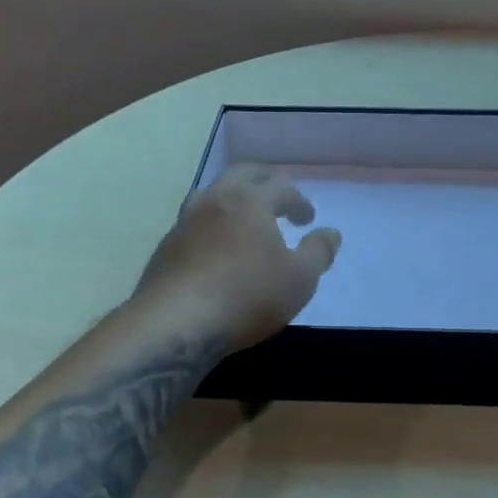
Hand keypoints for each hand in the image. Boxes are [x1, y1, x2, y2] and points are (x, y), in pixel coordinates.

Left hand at [134, 166, 340, 351]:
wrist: (176, 324)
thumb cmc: (247, 296)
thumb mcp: (299, 279)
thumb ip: (319, 252)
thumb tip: (331, 232)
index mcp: (251, 201)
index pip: (282, 187)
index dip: (299, 201)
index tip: (308, 219)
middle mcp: (215, 200)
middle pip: (242, 174)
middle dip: (264, 180)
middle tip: (277, 195)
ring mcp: (185, 221)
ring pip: (211, 193)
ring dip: (232, 197)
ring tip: (244, 216)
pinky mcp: (166, 246)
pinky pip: (194, 221)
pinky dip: (212, 224)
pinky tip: (216, 246)